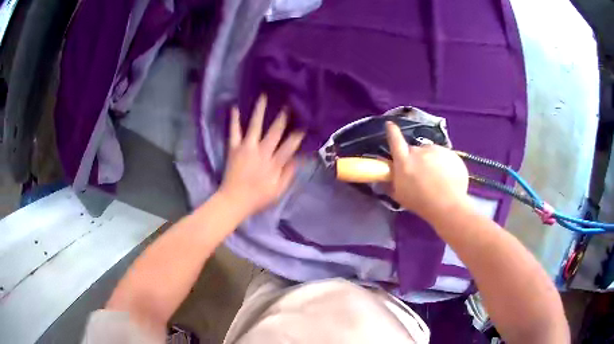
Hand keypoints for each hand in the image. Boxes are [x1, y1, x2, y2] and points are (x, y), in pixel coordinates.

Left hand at [219, 95, 304, 217]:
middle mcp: (262, 151)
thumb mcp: (279, 190)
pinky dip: (234, 119)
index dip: (299, 133)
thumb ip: (289, 173)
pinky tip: (234, 107)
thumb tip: (299, 157)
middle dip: (283, 116)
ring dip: (260, 110)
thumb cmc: (258, 198)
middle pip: (275, 130)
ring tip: (263, 96)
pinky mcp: (234, 148)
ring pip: (255, 125)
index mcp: (275, 163)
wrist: (234, 200)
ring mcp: (247, 148)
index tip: (306, 121)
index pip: (290, 144)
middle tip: (289, 101)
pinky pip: (234, 131)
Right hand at [385, 122, 469, 221]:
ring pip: (431, 152)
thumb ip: (390, 183)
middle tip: (422, 174)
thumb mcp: (399, 195)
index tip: (390, 125)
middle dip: (416, 159)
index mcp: (404, 160)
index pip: (395, 139)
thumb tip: (383, 177)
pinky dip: (445, 164)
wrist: (448, 205)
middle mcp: (420, 151)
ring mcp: (437, 150)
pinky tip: (447, 178)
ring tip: (437, 178)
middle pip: (415, 150)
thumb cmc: (420, 202)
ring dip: (432, 161)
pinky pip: (445, 156)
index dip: (392, 131)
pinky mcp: (451, 153)